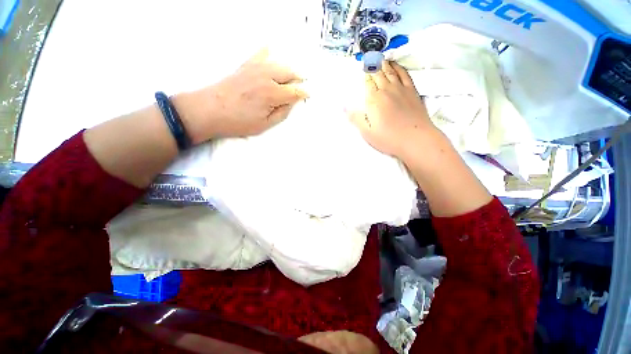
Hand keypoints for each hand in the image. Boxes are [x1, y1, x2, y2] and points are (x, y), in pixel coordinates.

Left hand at [174, 48, 306, 142]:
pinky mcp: (245, 66)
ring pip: (279, 63)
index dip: (304, 93)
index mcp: (272, 93)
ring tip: (291, 77)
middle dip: (298, 79)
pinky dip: (267, 53)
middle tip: (301, 87)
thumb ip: (282, 113)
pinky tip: (270, 50)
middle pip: (290, 73)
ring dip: (288, 70)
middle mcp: (266, 76)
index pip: (295, 90)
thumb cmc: (238, 122)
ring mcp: (255, 68)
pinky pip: (260, 54)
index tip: (308, 96)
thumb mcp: (265, 124)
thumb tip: (292, 102)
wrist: (209, 110)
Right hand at [348, 60, 439, 159]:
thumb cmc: (388, 138)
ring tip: (379, 58)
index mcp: (374, 100)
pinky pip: (404, 74)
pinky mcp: (412, 91)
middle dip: (372, 67)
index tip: (362, 70)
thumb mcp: (367, 132)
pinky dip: (399, 67)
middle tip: (369, 59)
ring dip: (384, 64)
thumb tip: (343, 108)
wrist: (415, 139)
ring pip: (390, 72)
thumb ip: (355, 118)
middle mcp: (386, 90)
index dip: (364, 77)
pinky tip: (395, 65)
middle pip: (378, 75)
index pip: (367, 83)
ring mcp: (400, 89)